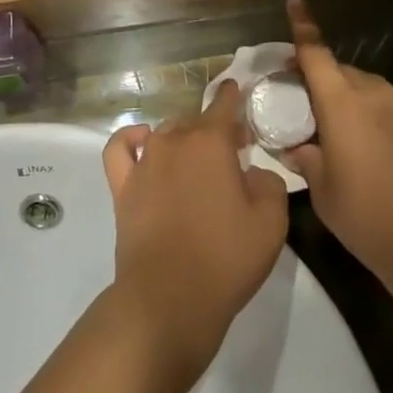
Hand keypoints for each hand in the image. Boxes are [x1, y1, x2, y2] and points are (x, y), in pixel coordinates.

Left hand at [101, 83, 289, 381]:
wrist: (168, 300)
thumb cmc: (225, 258)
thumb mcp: (271, 222)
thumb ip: (269, 183)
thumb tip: (252, 173)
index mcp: (211, 141)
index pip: (224, 104)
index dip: (233, 96)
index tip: (238, 91)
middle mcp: (175, 140)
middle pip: (196, 120)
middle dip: (215, 128)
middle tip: (232, 151)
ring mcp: (145, 162)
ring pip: (166, 132)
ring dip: (183, 137)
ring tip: (196, 157)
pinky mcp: (123, 188)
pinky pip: (121, 148)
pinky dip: (132, 139)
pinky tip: (144, 143)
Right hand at [279, 0, 392, 290]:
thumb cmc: (366, 213)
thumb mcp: (322, 189)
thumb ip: (305, 158)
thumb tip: (297, 147)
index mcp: (341, 100)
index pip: (315, 52)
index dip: (303, 25)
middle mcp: (371, 91)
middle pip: (336, 70)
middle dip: (316, 78)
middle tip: (297, 102)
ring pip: (360, 87)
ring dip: (341, 98)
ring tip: (330, 130)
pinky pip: (380, 104)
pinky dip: (364, 112)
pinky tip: (361, 146)